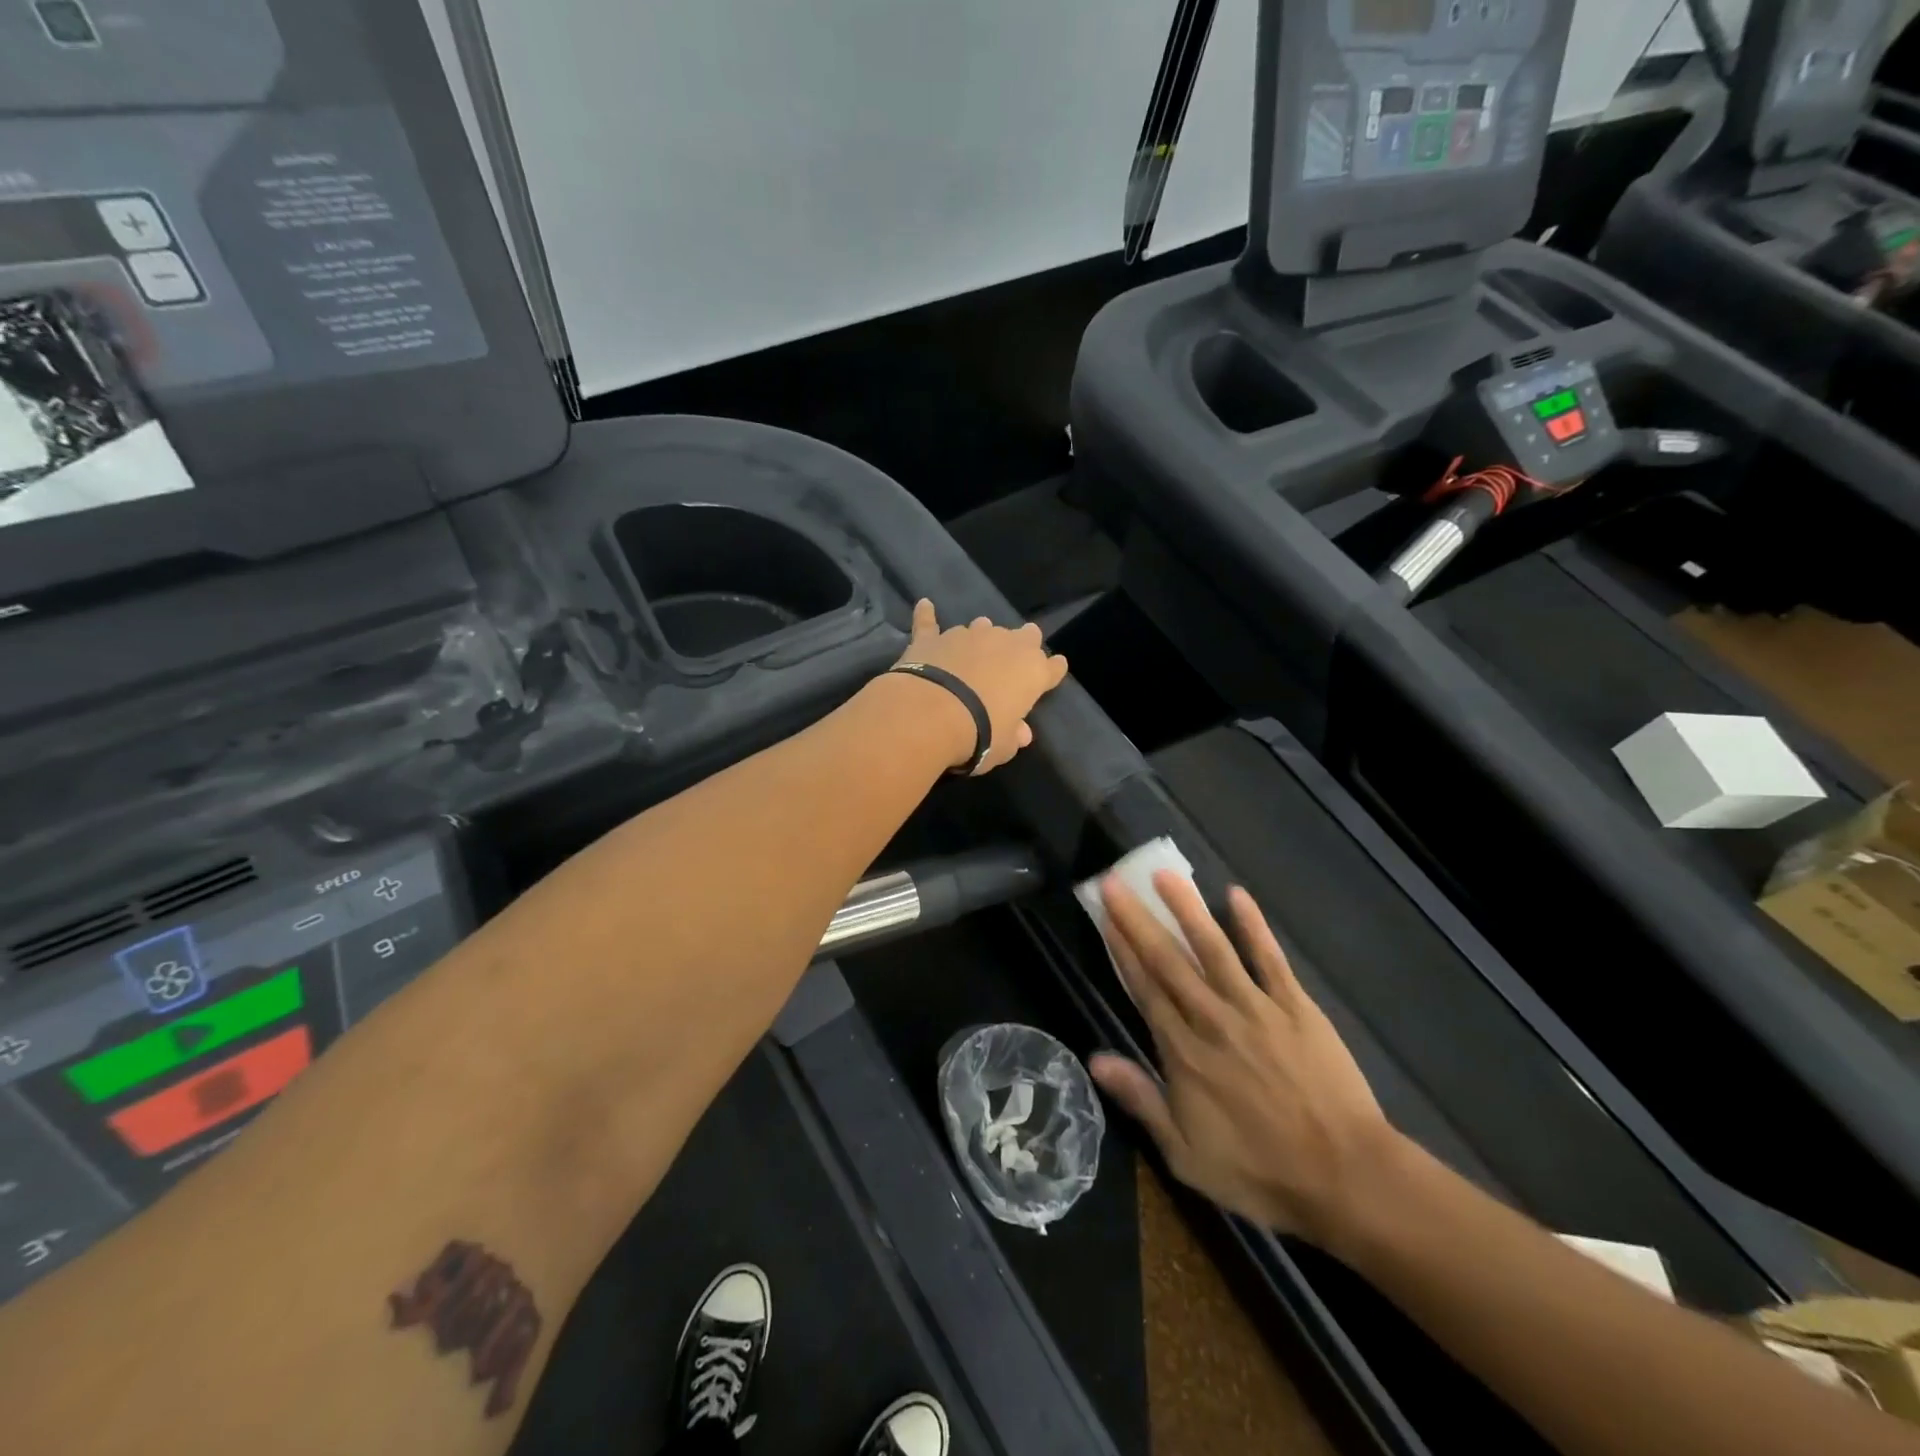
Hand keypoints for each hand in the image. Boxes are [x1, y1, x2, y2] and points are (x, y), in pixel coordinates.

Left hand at [894, 599, 1068, 774]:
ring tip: (975, 647)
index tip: (1052, 672)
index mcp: (1032, 672)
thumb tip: (1021, 733)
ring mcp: (968, 636)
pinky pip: (930, 622)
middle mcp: (1005, 645)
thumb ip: (1014, 735)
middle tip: (1014, 656)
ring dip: (982, 636)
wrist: (932, 715)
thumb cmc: (980, 734)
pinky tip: (925, 605)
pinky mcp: (933, 638)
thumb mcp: (1004, 746)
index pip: (1052, 667)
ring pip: (982, 627)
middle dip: (1022, 643)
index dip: (1053, 670)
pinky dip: (927, 615)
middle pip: (1024, 636)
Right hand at [1090, 873, 1398, 1244]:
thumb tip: (1095, 1058)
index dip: (1123, 950)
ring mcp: (1256, 1008)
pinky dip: (1253, 926)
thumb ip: (1141, 1100)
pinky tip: (1237, 895)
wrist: (1345, 1178)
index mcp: (1184, 1053)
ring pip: (1214, 949)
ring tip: (1164, 875)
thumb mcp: (1186, 1154)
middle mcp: (1213, 1019)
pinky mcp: (1295, 1006)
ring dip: (1187, 909)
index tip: (1106, 917)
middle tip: (1114, 882)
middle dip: (1139, 919)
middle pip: (1169, 961)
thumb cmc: (1260, 1171)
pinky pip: (1270, 959)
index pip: (1145, 989)